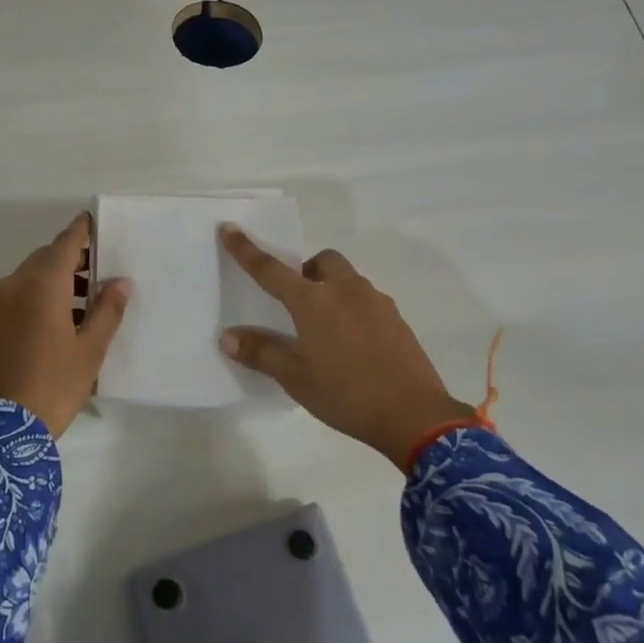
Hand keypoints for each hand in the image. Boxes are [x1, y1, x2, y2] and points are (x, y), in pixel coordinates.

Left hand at [0, 213, 130, 438]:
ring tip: (84, 305)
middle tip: (98, 272)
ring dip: (55, 282)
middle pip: (45, 259)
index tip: (94, 222)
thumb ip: (107, 310)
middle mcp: (14, 286)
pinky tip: (56, 324)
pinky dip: (37, 299)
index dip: (82, 231)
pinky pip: (16, 299)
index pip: (65, 243)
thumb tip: (120, 282)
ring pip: (29, 279)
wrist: (0, 431)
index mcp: (42, 284)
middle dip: (71, 260)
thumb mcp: (90, 350)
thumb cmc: (53, 385)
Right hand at [219, 226, 476, 465]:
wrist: (415, 415)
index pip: (270, 269)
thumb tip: (228, 336)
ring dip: (331, 289)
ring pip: (347, 278)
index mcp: (313, 301)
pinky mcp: (396, 317)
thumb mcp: (296, 378)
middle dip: (306, 271)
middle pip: (322, 261)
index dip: (246, 249)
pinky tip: (353, 344)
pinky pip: (367, 299)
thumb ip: (262, 353)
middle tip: (297, 303)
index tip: (229, 228)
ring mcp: (375, 301)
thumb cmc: (346, 394)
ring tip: (325, 329)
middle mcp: (345, 290)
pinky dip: (353, 308)